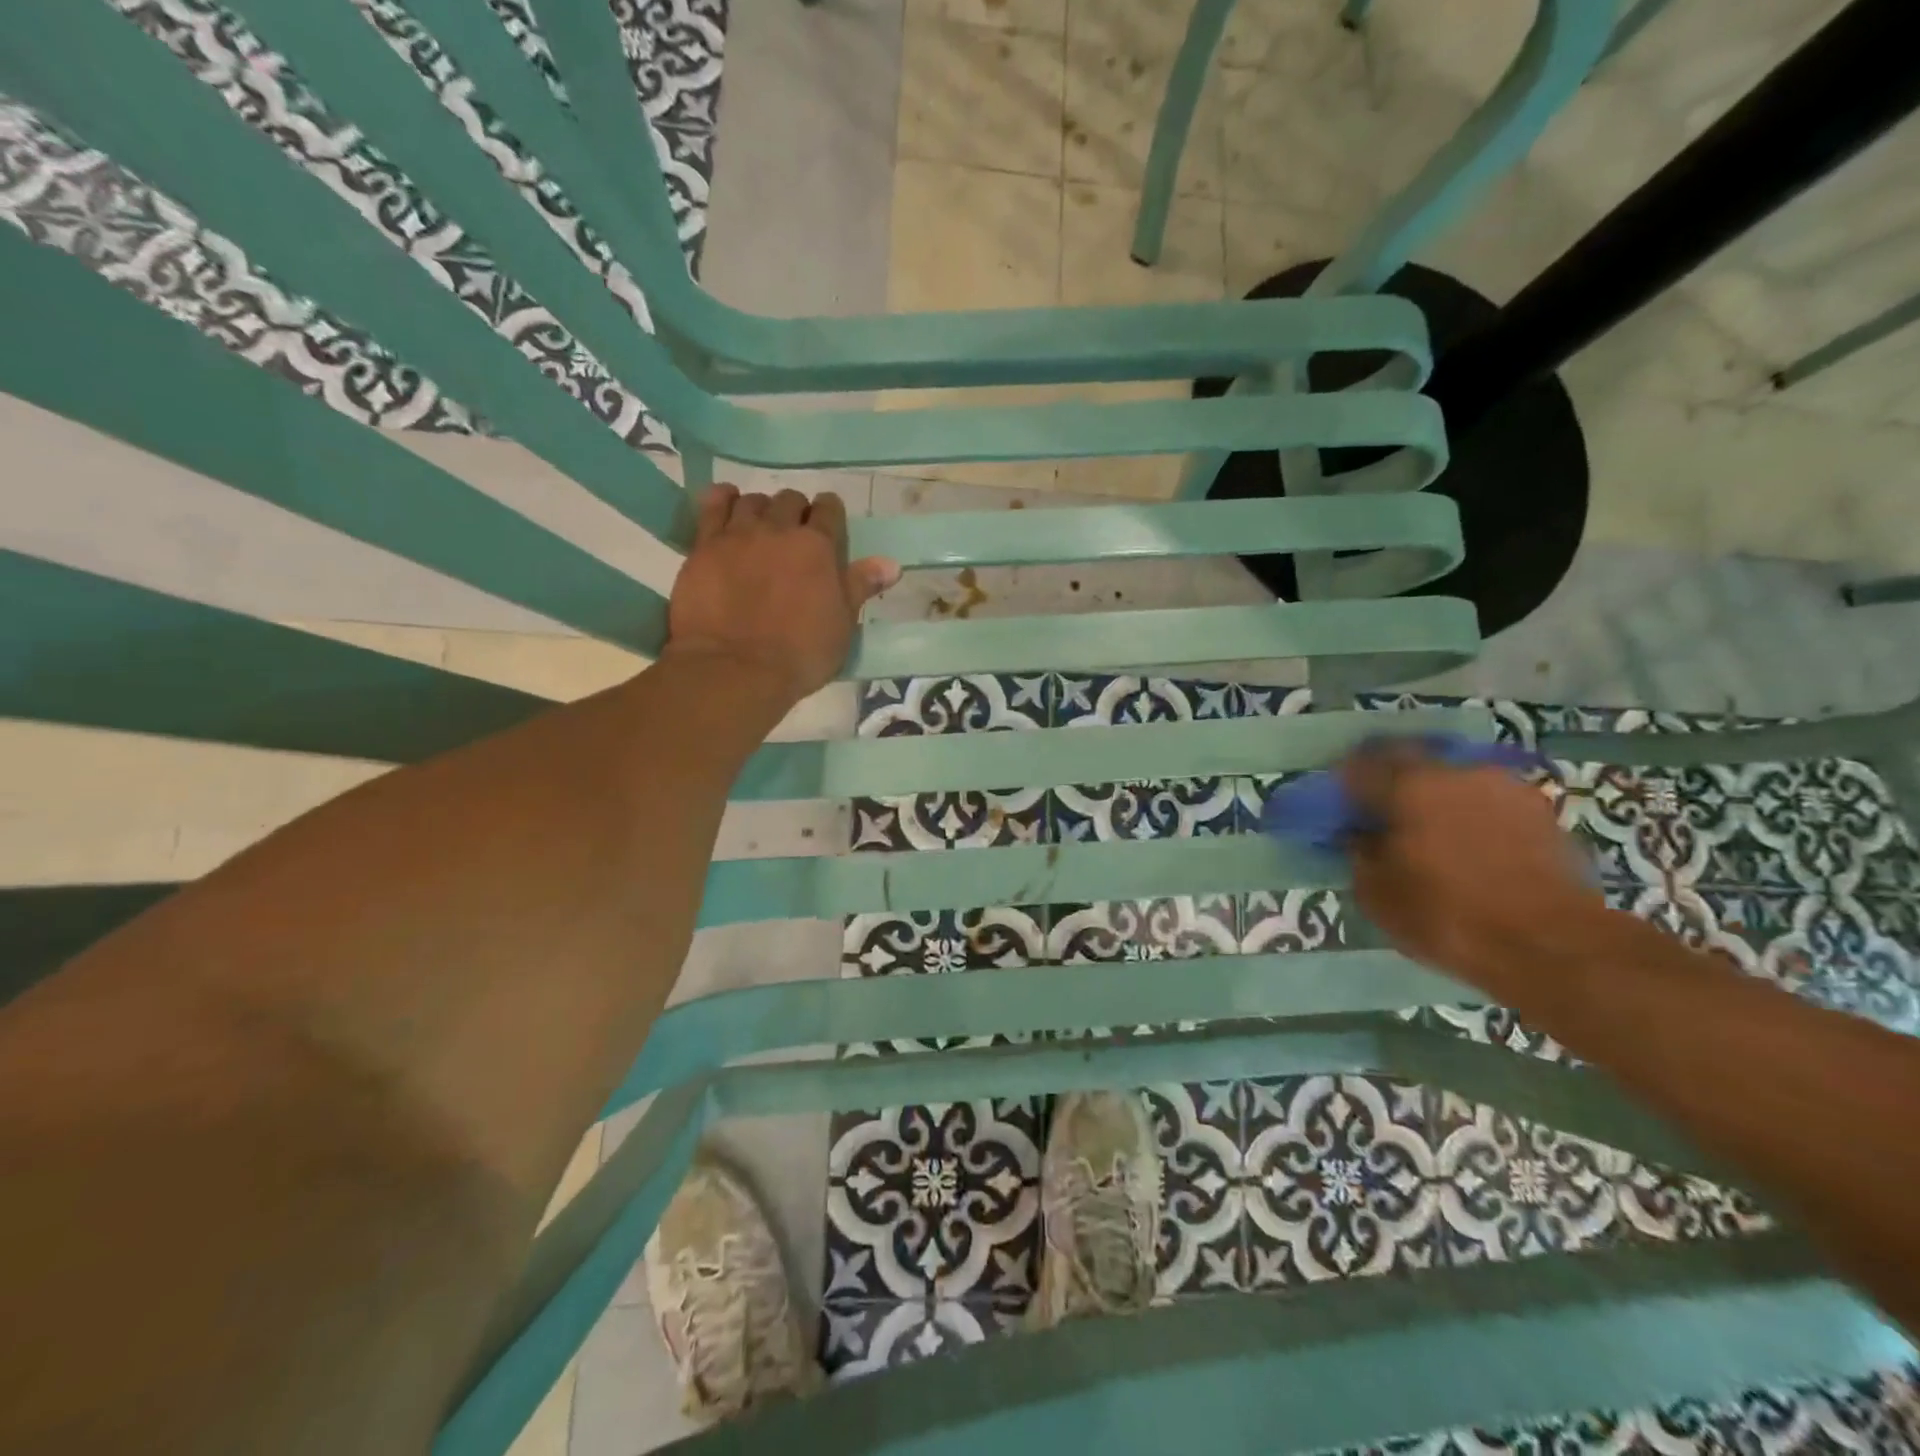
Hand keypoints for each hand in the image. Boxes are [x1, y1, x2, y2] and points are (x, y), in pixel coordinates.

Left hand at [664, 485, 899, 705]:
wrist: (735, 669)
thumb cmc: (800, 654)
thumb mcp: (841, 626)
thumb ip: (861, 587)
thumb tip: (890, 564)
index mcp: (819, 547)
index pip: (829, 510)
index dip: (830, 514)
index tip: (828, 529)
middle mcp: (779, 529)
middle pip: (789, 500)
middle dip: (796, 512)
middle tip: (794, 538)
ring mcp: (738, 534)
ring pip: (752, 501)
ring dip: (761, 509)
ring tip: (760, 529)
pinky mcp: (704, 545)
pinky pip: (712, 505)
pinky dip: (723, 500)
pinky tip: (727, 506)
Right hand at [1342, 746, 1606, 995]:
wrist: (1554, 946)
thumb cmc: (1448, 916)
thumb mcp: (1377, 894)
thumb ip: (1359, 852)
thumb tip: (1358, 832)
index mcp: (1408, 785)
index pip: (1359, 765)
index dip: (1344, 783)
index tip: (1339, 804)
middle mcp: (1455, 771)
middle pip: (1411, 761)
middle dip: (1392, 781)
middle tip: (1382, 811)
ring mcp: (1504, 786)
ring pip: (1453, 780)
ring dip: (1437, 797)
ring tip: (1432, 830)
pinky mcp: (1541, 810)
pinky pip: (1488, 802)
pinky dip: (1472, 815)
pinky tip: (1471, 844)